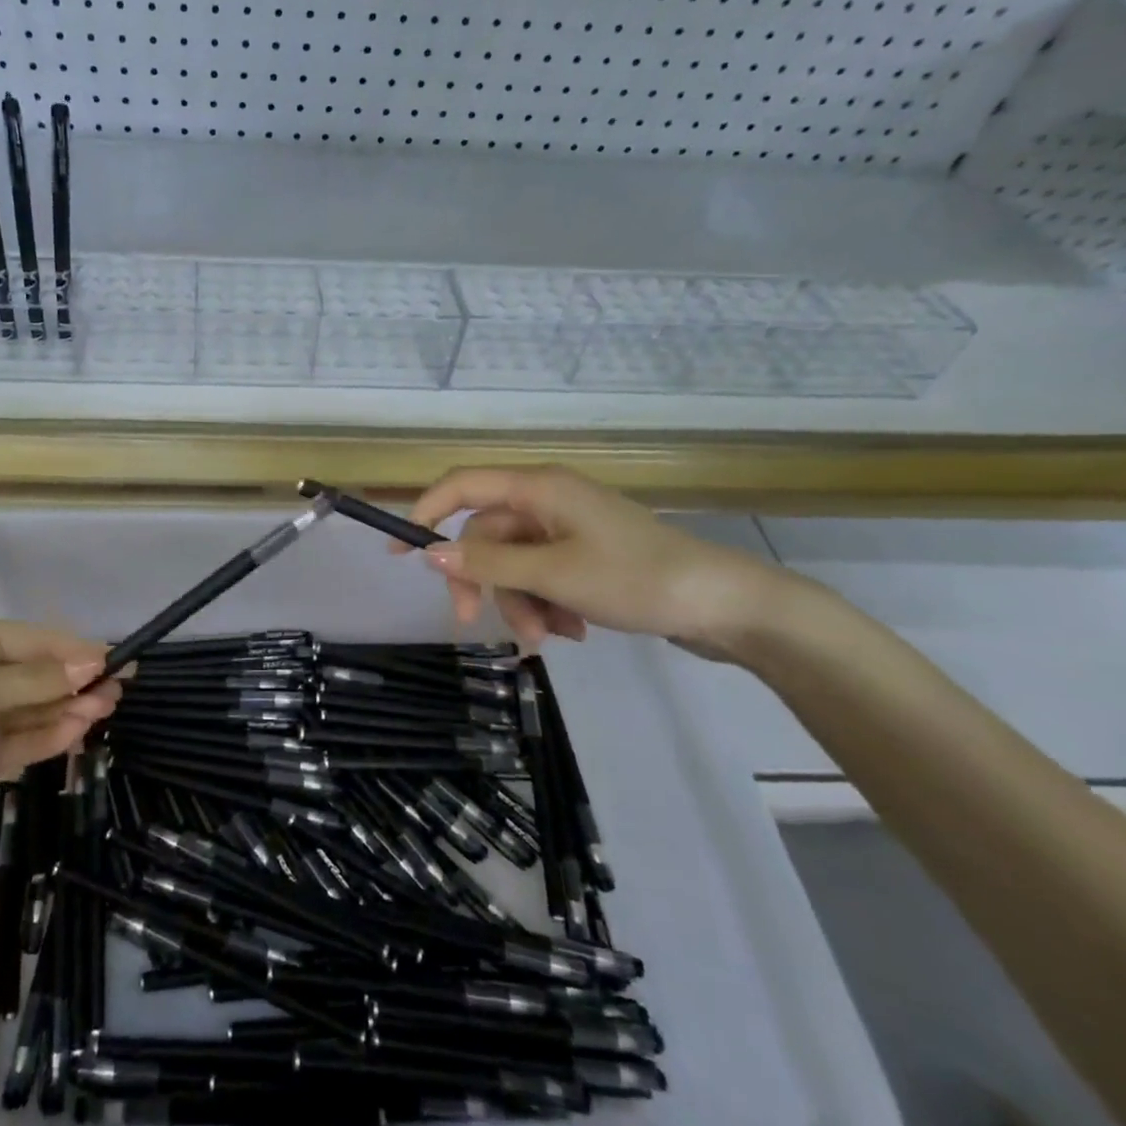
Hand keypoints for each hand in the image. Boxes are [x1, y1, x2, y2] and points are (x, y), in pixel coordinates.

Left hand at [0, 616, 120, 850]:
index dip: (77, 652)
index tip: (116, 661)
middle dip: (77, 682)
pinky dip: (49, 737)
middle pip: (41, 676)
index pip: (38, 642)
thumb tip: (92, 666)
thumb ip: (34, 682)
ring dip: (69, 710)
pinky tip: (77, 731)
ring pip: (36, 710)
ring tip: (105, 711)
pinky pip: (21, 741)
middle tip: (119, 691)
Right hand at [400, 466, 788, 653]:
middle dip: (484, 582)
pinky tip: (572, 632)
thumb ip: (488, 565)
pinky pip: (542, 576)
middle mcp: (548, 501)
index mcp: (539, 488)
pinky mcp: (585, 557)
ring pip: (514, 564)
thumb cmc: (635, 578)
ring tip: (549, 639)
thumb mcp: (553, 574)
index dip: (425, 511)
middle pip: (487, 536)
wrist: (726, 607)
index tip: (399, 553)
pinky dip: (547, 605)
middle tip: (473, 622)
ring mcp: (568, 530)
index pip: (462, 486)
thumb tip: (430, 555)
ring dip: (521, 603)